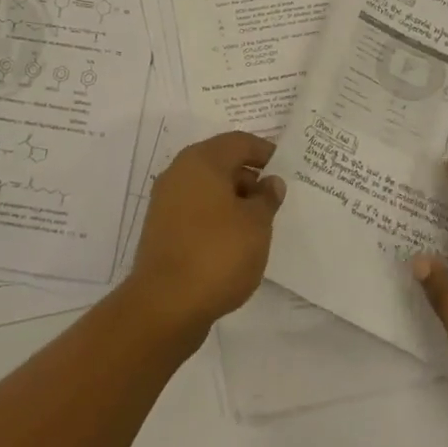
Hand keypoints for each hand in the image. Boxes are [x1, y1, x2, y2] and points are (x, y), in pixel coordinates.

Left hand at [125, 131, 284, 339]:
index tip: (286, 168)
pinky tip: (234, 241)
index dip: (264, 151)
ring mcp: (166, 201)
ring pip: (207, 188)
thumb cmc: (217, 254)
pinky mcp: (161, 229)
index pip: (238, 142)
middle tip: (275, 199)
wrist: (165, 304)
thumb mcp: (256, 225)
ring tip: (258, 224)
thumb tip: (270, 182)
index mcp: (201, 160)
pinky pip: (196, 210)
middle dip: (249, 177)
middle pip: (220, 162)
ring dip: (233, 199)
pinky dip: (216, 216)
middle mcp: (179, 172)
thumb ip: (267, 198)